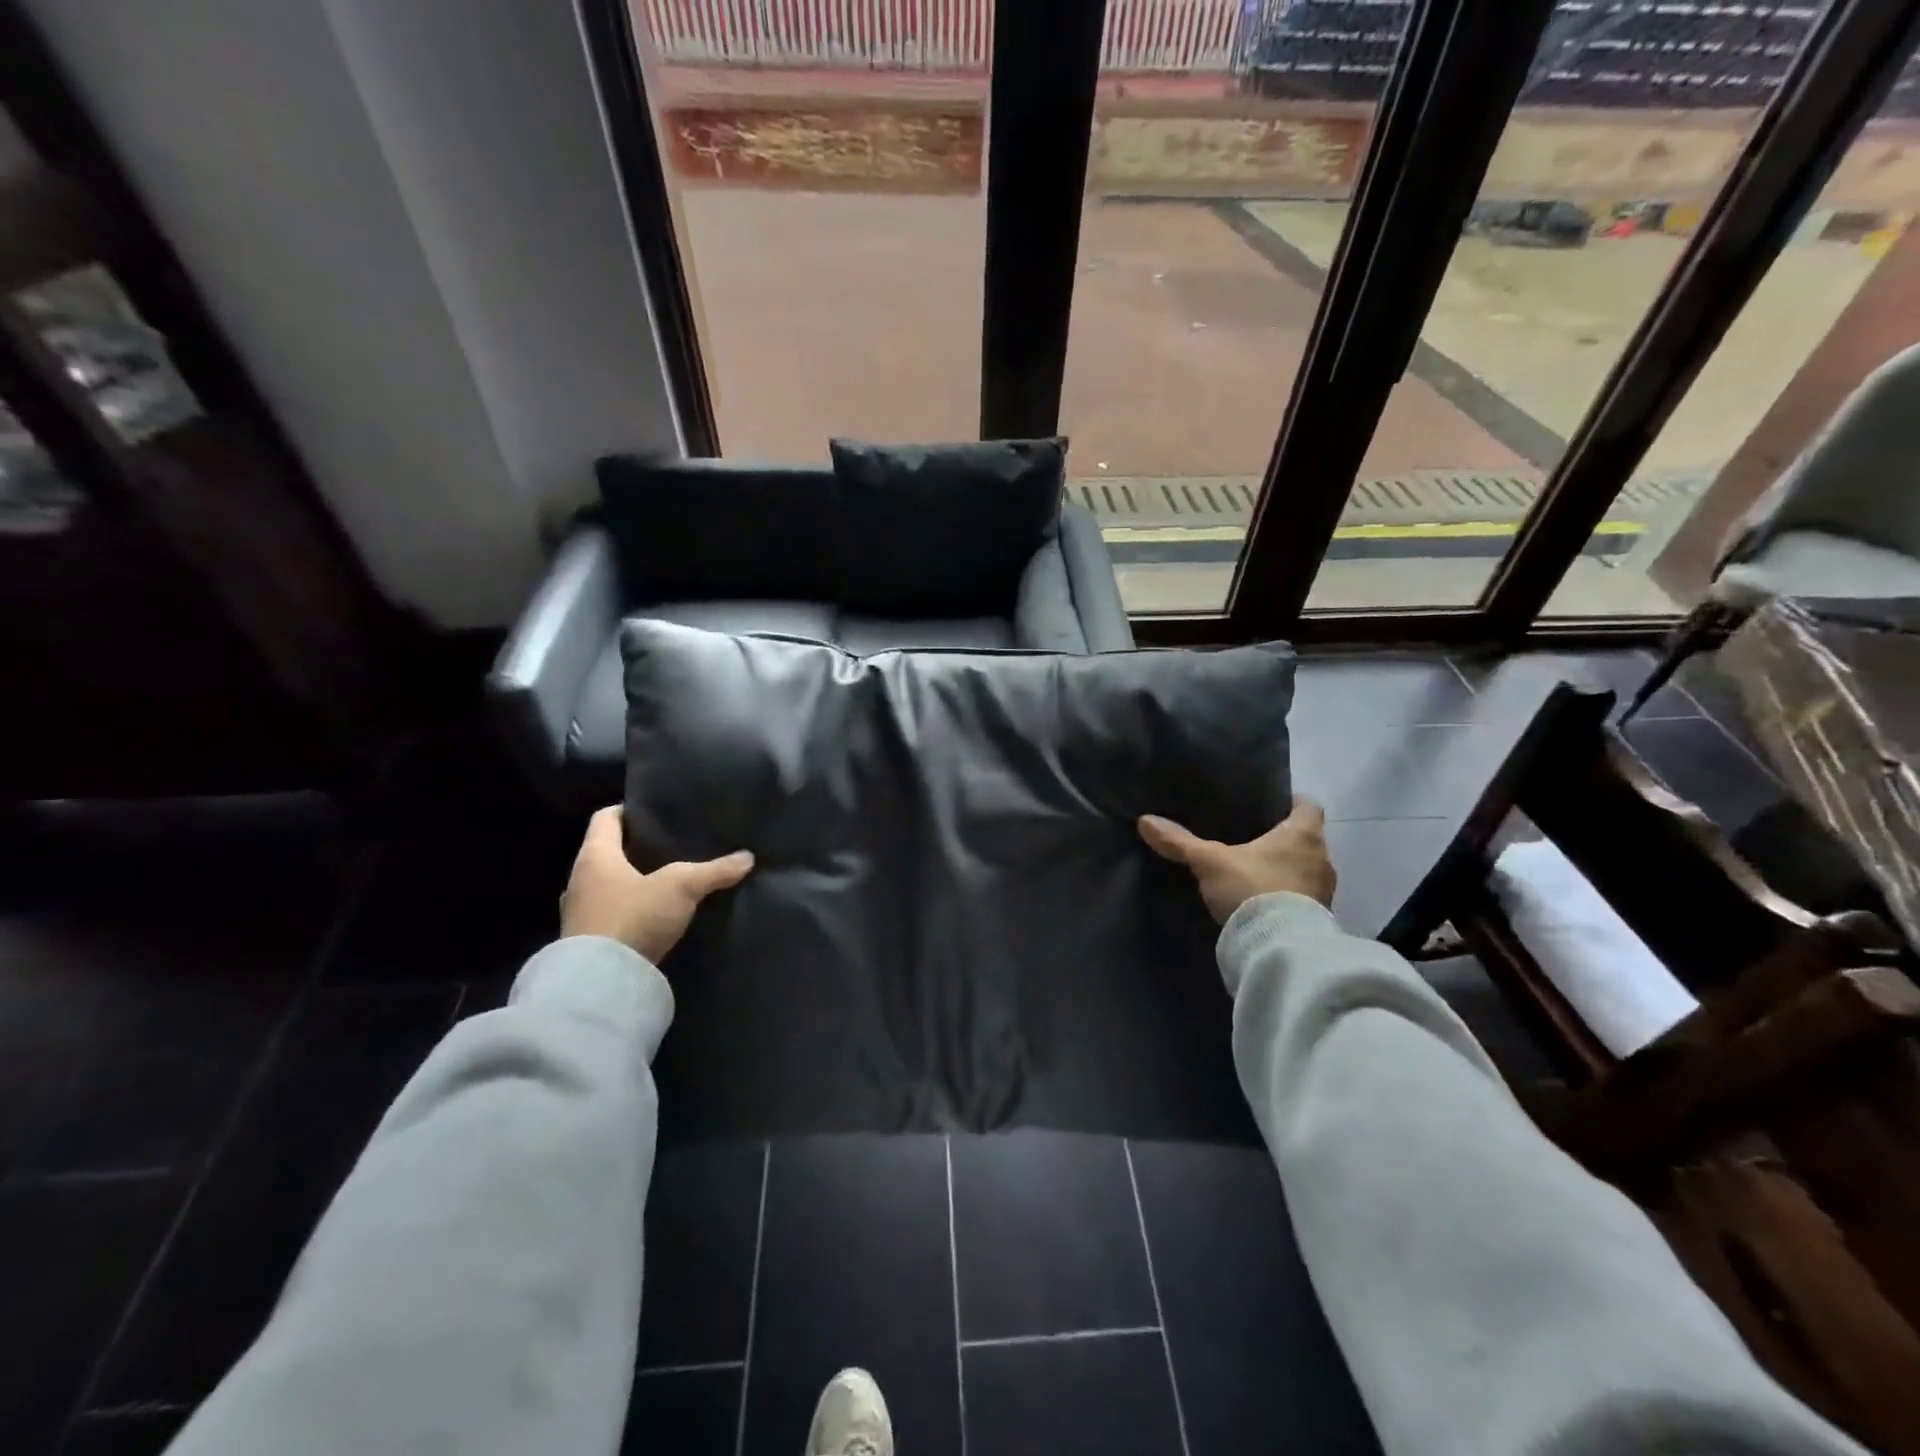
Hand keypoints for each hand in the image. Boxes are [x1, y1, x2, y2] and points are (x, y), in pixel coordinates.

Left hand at [560, 807, 754, 962]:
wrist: (600, 983)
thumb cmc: (633, 917)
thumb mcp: (681, 888)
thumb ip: (714, 871)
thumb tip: (748, 857)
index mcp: (595, 856)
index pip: (605, 818)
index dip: (628, 810)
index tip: (653, 812)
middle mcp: (580, 879)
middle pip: (605, 852)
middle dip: (633, 848)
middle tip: (667, 846)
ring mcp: (578, 913)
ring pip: (606, 885)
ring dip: (628, 882)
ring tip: (663, 881)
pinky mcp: (584, 942)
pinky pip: (608, 913)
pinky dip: (627, 909)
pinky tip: (652, 915)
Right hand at [1138, 796, 1335, 923]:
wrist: (1278, 948)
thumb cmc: (1251, 888)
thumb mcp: (1209, 862)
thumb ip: (1180, 842)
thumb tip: (1145, 821)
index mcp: (1303, 835)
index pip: (1308, 807)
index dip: (1292, 803)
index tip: (1273, 806)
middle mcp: (1322, 859)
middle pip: (1308, 840)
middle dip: (1285, 840)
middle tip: (1255, 840)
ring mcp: (1324, 892)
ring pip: (1307, 871)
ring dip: (1288, 871)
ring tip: (1256, 872)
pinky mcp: (1319, 921)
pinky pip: (1304, 899)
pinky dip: (1288, 897)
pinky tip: (1263, 901)